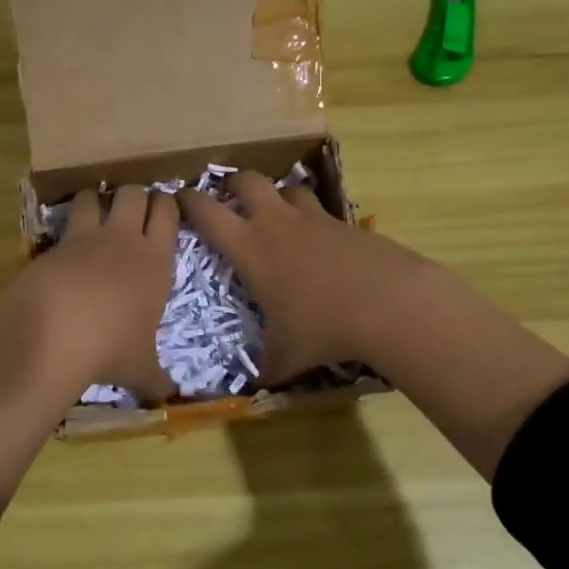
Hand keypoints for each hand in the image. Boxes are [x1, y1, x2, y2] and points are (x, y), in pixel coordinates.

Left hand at [0, 184, 178, 400]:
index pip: (168, 213)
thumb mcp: (140, 368)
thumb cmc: (111, 349)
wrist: (54, 336)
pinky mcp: (54, 244)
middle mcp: (125, 240)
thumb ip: (156, 378)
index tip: (165, 207)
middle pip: (135, 194)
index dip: (167, 204)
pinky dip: (67, 223)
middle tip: (133, 208)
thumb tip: (169, 398)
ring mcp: (87, 238)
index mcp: (157, 261)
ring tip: (96, 211)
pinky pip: (64, 220)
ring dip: (97, 199)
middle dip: (135, 195)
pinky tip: (66, 240)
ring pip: (96, 196)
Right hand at [175, 171, 437, 383]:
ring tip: (275, 212)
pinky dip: (311, 218)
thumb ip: (266, 367)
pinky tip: (318, 241)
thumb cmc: (324, 327)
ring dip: (276, 195)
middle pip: (247, 181)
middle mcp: (278, 223)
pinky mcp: (345, 223)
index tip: (179, 198)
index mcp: (251, 248)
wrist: (390, 303)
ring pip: (287, 188)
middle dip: (232, 183)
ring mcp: (314, 218)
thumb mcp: (287, 356)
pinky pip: (320, 210)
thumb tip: (256, 387)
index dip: (188, 201)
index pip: (207, 213)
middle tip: (227, 196)